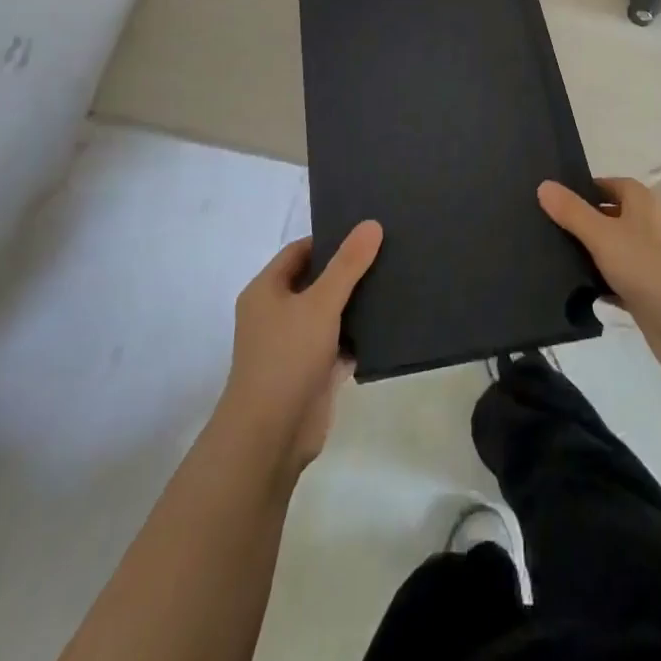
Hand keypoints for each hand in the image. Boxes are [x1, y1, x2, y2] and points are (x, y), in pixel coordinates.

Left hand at [217, 220, 382, 471]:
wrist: (271, 436)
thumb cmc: (287, 357)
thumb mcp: (321, 302)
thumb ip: (348, 264)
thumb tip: (371, 224)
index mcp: (266, 291)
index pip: (299, 251)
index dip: (329, 240)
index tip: (364, 233)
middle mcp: (276, 314)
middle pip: (316, 281)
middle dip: (347, 271)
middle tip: (386, 252)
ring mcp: (294, 346)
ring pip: (329, 314)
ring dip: (355, 304)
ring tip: (394, 281)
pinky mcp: (312, 373)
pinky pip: (339, 344)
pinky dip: (359, 337)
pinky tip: (389, 324)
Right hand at [539, 178, 660, 379]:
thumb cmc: (647, 267)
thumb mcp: (602, 234)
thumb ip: (572, 211)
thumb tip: (544, 185)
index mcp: (640, 203)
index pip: (606, 184)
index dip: (581, 188)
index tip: (549, 198)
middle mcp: (644, 226)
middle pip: (605, 216)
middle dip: (577, 221)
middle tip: (539, 226)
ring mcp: (645, 260)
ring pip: (608, 249)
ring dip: (584, 254)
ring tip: (545, 256)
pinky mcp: (643, 291)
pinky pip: (612, 280)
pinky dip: (595, 283)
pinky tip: (569, 289)